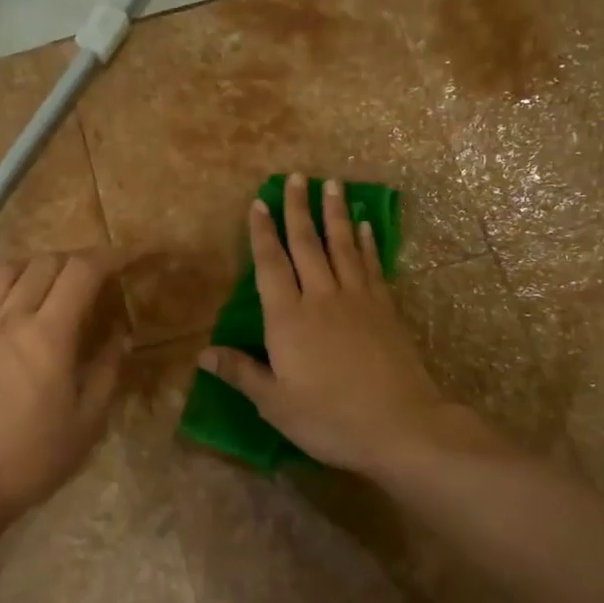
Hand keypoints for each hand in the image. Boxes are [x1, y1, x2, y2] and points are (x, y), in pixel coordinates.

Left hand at [0, 250, 131, 518]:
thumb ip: (107, 371)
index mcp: (47, 336)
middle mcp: (8, 318)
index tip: (128, 258)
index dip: (110, 256)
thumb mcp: (87, 422)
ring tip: (51, 285)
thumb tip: (121, 336)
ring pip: (6, 270)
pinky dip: (1, 288)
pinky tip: (9, 309)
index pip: (82, 272)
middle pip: (45, 262)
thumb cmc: (31, 459)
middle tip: (94, 279)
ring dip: (36, 267)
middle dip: (76, 261)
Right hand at [198, 174, 478, 476]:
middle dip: (298, 209)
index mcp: (288, 318)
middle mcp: (321, 297)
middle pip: (306, 244)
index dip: (262, 233)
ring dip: (334, 213)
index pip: (271, 265)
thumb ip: (241, 372)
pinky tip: (364, 226)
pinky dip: (366, 242)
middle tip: (295, 177)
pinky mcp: (385, 308)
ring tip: (332, 184)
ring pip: (341, 245)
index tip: (258, 203)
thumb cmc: (329, 418)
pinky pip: (371, 265)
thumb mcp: (275, 403)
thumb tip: (203, 353)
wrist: (400, 425)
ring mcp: (358, 299)